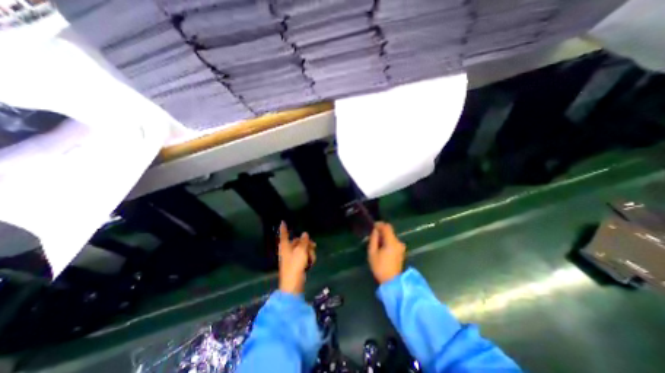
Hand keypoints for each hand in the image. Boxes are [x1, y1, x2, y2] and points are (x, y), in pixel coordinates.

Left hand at [278, 221, 313, 293]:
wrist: (293, 284)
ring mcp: (292, 257)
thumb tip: (304, 233)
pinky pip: (303, 256)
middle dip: (306, 243)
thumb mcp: (301, 251)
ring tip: (312, 258)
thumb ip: (303, 241)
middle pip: (297, 242)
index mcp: (285, 246)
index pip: (284, 234)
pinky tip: (311, 262)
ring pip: (302, 249)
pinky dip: (308, 258)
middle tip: (314, 245)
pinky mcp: (296, 264)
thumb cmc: (295, 265)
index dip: (283, 228)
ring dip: (309, 252)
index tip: (282, 221)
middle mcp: (287, 250)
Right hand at [369, 223, 405, 283]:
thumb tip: (375, 231)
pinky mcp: (401, 251)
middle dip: (381, 230)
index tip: (372, 226)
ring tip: (376, 241)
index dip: (379, 224)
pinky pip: (393, 241)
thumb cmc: (380, 267)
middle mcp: (398, 242)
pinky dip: (387, 240)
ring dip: (384, 236)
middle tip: (373, 234)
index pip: (387, 227)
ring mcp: (401, 247)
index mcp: (391, 242)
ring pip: (391, 236)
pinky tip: (382, 246)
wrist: (392, 281)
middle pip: (390, 231)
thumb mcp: (372, 253)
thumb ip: (373, 239)